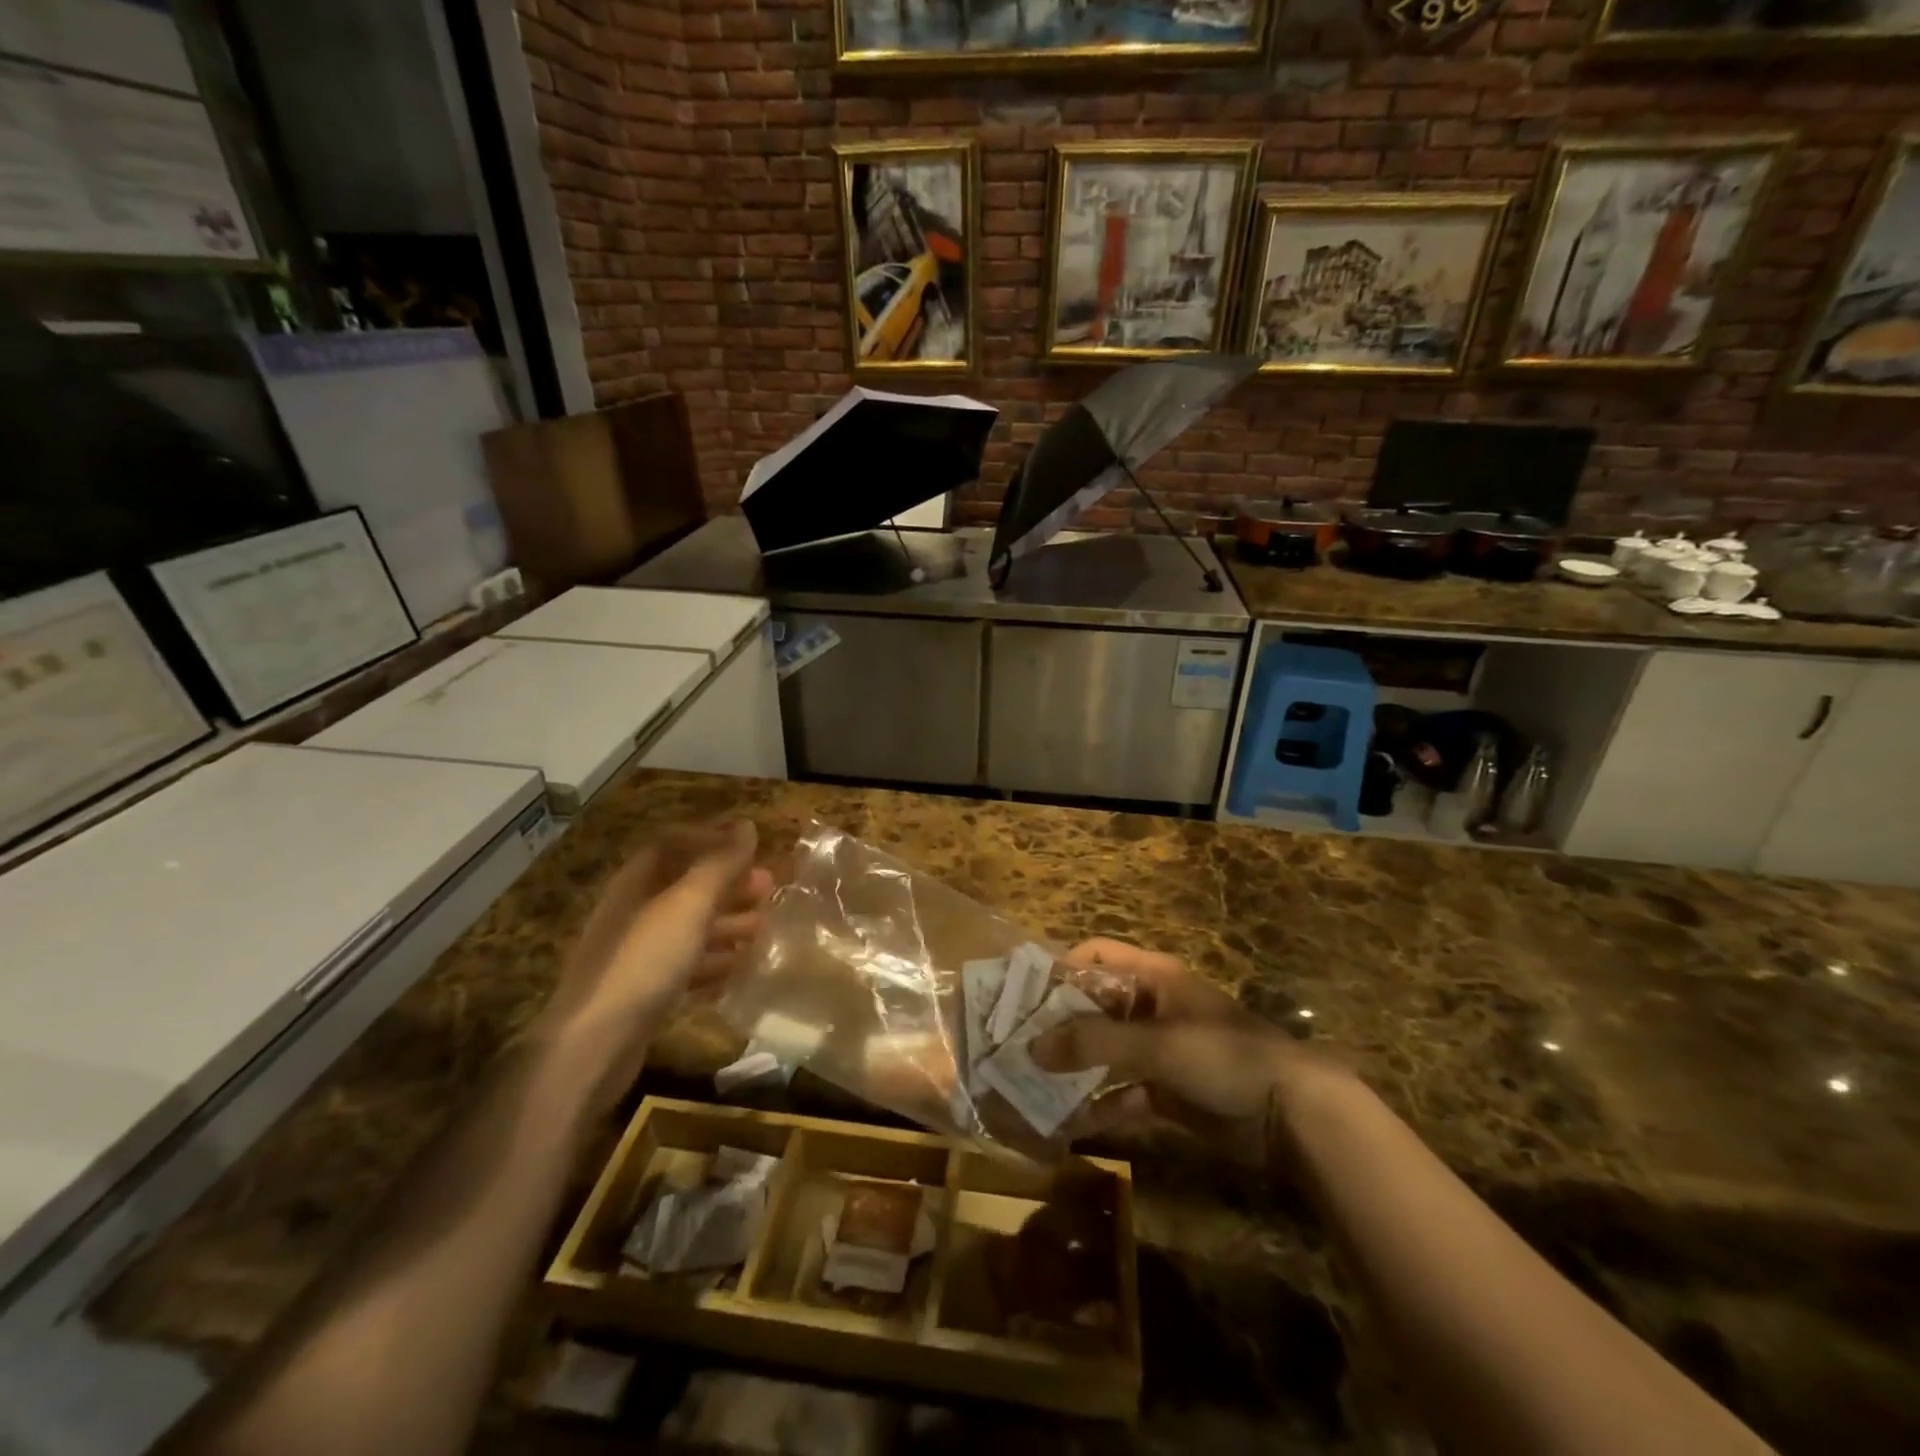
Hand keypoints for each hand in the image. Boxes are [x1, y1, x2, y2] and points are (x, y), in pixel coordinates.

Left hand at [537, 821, 771, 1076]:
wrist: (593, 1046)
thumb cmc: (643, 961)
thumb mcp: (688, 906)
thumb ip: (720, 865)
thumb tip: (746, 825)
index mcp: (636, 883)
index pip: (672, 844)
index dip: (710, 840)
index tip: (751, 847)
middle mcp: (634, 913)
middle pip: (685, 887)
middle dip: (729, 884)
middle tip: (769, 888)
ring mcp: (636, 955)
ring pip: (689, 928)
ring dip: (727, 924)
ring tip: (764, 928)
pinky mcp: (644, 992)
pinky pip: (685, 966)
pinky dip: (714, 962)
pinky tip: (739, 968)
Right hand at [1037, 938, 1350, 1169]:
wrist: (1294, 1115)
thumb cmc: (1224, 1057)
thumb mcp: (1158, 1044)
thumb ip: (1095, 1044)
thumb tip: (1032, 1047)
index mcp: (1154, 977)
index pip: (1098, 955)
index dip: (1062, 968)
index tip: (1026, 997)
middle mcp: (1153, 1007)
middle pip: (1095, 1005)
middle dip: (1059, 1024)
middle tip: (1017, 1045)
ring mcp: (1160, 1051)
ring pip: (1105, 1051)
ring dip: (1075, 1067)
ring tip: (1032, 1084)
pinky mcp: (1168, 1092)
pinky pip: (1122, 1092)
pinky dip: (1099, 1104)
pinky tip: (1070, 1121)